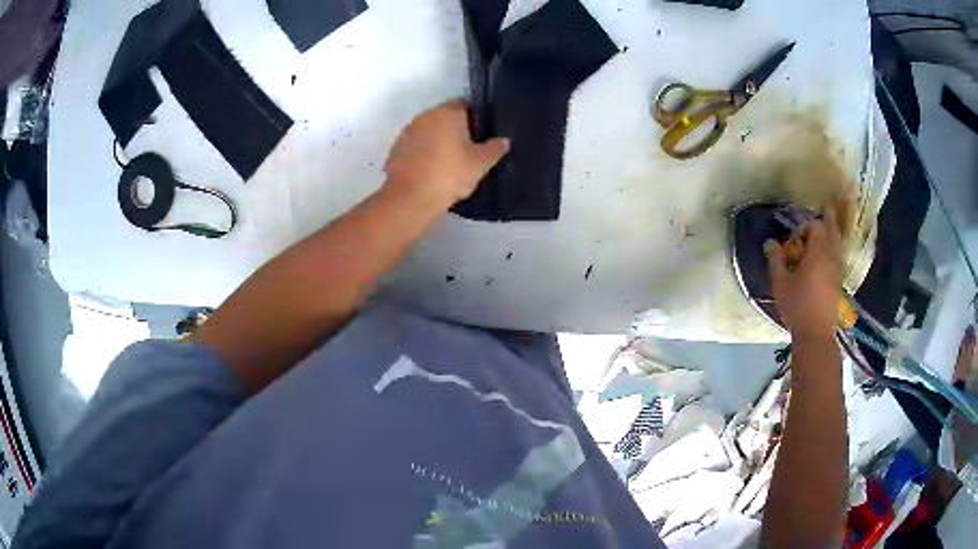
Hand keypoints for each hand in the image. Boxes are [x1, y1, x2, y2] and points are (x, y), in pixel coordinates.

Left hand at [383, 99, 509, 210]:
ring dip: (438, 140)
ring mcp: (408, 132)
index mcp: (447, 113)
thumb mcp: (480, 164)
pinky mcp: (396, 149)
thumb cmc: (449, 175)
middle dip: (456, 128)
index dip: (476, 115)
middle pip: (445, 116)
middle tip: (470, 147)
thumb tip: (504, 140)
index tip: (483, 131)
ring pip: (428, 130)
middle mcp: (425, 116)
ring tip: (450, 160)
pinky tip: (431, 169)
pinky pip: (416, 145)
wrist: (410, 199)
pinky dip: (424, 153)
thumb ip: (494, 149)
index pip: (465, 104)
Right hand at [767, 208, 842, 339]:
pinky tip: (830, 254)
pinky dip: (835, 248)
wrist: (816, 333)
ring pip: (838, 243)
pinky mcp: (839, 282)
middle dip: (828, 218)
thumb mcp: (780, 283)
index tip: (795, 238)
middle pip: (832, 230)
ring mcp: (837, 269)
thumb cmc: (797, 305)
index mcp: (818, 252)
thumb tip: (770, 243)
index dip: (805, 227)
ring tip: (829, 227)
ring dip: (833, 233)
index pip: (815, 226)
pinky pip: (838, 256)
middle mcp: (831, 256)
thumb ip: (776, 260)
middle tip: (827, 205)